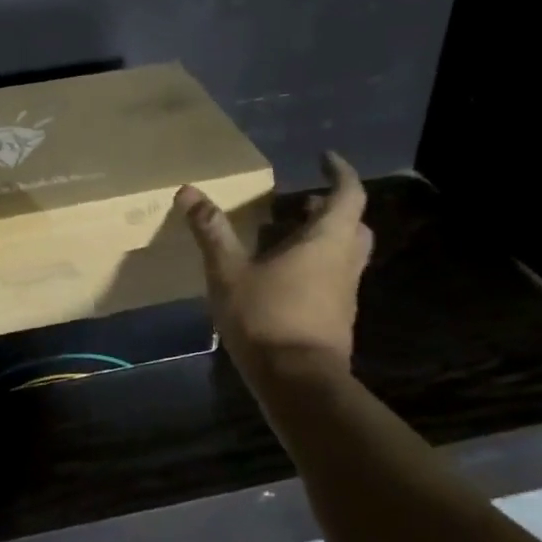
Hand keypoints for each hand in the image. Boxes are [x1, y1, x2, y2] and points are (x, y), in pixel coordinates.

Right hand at [176, 151, 372, 369]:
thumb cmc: (266, 317)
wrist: (298, 383)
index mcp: (327, 241)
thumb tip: (188, 191)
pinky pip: (334, 278)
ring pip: (345, 254)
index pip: (348, 194)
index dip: (340, 172)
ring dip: (324, 238)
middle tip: (303, 202)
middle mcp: (344, 263)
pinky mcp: (337, 318)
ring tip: (287, 236)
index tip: (325, 158)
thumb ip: (211, 230)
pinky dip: (317, 266)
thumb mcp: (229, 271)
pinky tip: (284, 277)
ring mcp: (345, 293)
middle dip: (333, 208)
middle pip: (353, 224)